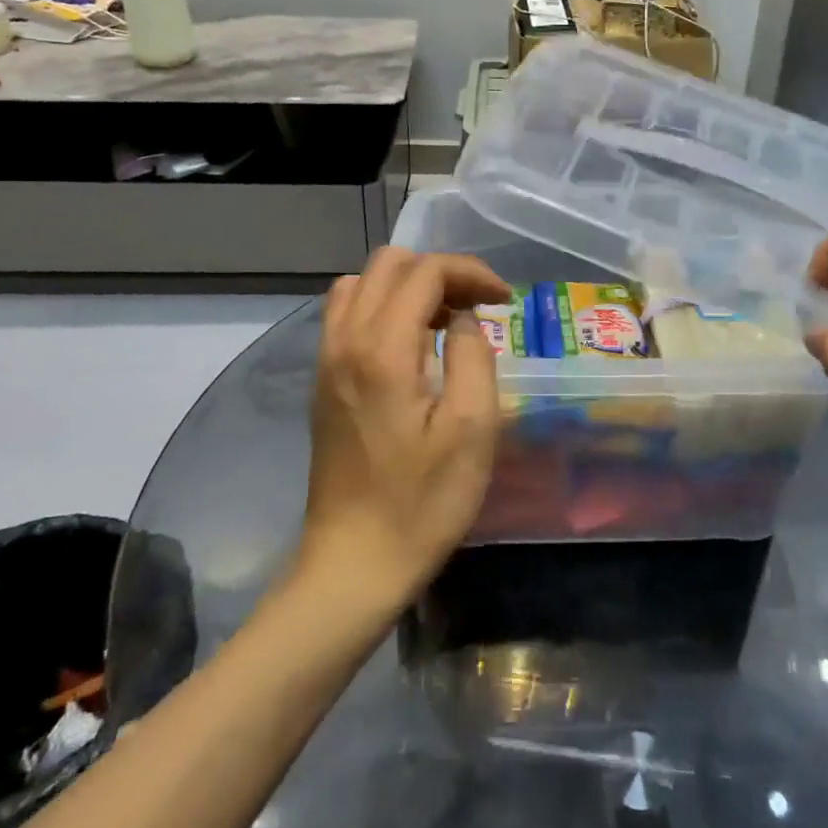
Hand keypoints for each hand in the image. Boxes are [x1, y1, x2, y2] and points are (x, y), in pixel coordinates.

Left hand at [300, 248, 511, 606]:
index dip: (470, 272)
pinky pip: (347, 313)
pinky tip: (411, 344)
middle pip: (389, 264)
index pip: (425, 272)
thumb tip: (462, 319)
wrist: (353, 564)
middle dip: (440, 272)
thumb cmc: (422, 502)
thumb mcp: (472, 430)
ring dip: (408, 286)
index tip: (504, 300)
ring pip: (362, 283)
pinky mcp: (322, 381)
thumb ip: (472, 356)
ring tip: (444, 320)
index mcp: (383, 350)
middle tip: (477, 306)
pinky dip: (383, 306)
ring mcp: (327, 361)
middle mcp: (345, 341)